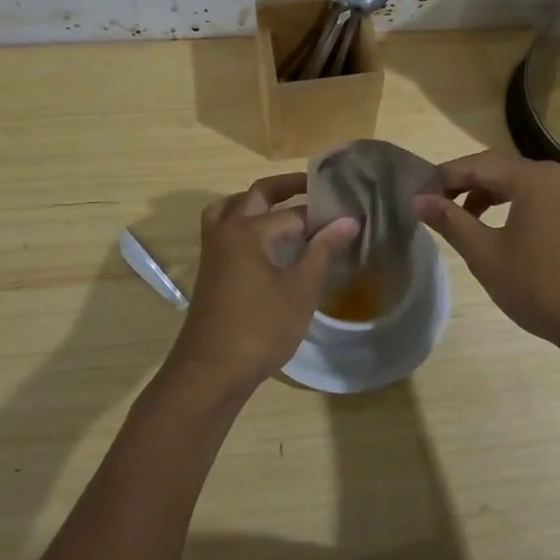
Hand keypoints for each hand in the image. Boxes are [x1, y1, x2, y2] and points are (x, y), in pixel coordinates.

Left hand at [165, 174, 359, 401]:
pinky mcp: (210, 269)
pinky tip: (265, 243)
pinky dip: (243, 221)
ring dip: (256, 201)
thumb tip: (349, 219)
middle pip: (256, 195)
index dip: (323, 215)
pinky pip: (224, 228)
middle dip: (286, 188)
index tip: (349, 216)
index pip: (294, 212)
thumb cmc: (260, 329)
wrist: (210, 372)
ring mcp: (213, 250)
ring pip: (231, 208)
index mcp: (248, 230)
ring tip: (283, 208)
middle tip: (316, 189)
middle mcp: (226, 230)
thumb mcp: (300, 290)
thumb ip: (323, 251)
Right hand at [413, 151, 559, 356]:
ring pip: (516, 185)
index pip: (476, 164)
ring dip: (484, 196)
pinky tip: (495, 233)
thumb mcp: (487, 255)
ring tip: (459, 220)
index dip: (443, 177)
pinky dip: (508, 207)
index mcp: (533, 178)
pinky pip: (534, 200)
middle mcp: (553, 177)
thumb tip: (419, 200)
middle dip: (462, 184)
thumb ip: (452, 222)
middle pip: (497, 169)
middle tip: (432, 205)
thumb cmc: (542, 286)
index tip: (415, 195)